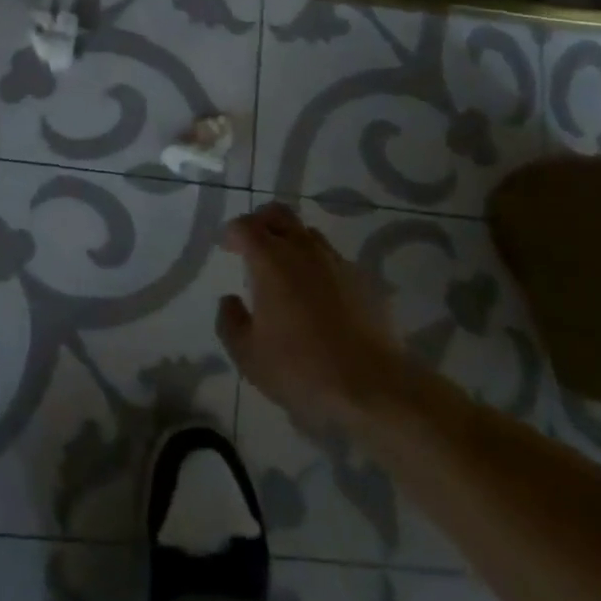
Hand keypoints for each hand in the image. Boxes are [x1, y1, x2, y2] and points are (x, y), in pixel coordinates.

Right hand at [216, 202, 414, 431]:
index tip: (227, 249)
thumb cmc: (301, 369)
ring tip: (286, 272)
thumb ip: (230, 322)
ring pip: (308, 234)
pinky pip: (333, 259)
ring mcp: (337, 261)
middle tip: (252, 245)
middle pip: (278, 214)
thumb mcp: (248, 356)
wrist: (374, 387)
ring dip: (291, 242)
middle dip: (261, 222)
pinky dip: (318, 267)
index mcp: (270, 260)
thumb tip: (230, 300)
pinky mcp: (363, 279)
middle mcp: (303, 249)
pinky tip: (318, 297)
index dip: (232, 233)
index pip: (244, 226)